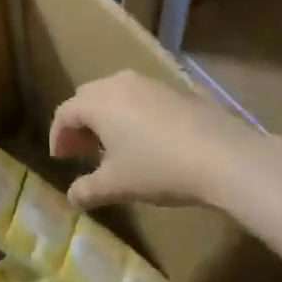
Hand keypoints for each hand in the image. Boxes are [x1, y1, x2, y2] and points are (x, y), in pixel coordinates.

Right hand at [50, 70, 263, 209]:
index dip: (58, 136)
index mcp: (98, 102)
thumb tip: (71, 198)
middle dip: (81, 124)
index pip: (65, 112)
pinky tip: (145, 141)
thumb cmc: (158, 168)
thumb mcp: (117, 185)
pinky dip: (131, 114)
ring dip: (106, 117)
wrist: (223, 155)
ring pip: (116, 94)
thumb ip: (87, 190)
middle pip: (88, 97)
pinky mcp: (176, 90)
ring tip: (113, 147)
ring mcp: (151, 83)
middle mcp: (120, 83)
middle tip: (82, 151)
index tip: (60, 159)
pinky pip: (141, 97)